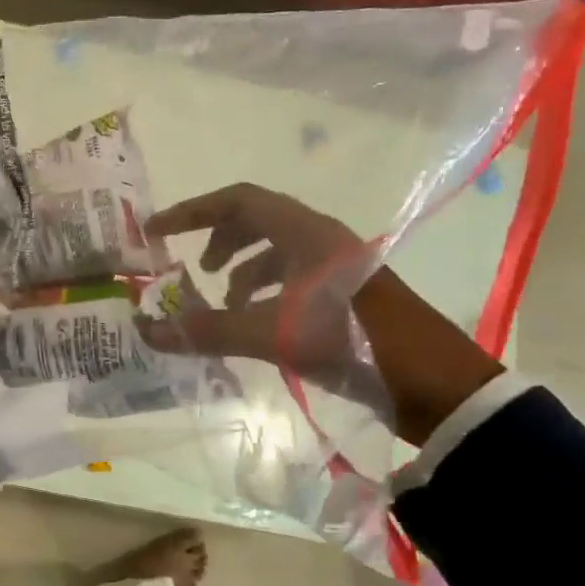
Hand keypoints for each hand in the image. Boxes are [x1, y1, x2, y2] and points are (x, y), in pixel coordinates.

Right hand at [137, 183, 502, 445]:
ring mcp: (338, 266)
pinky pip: (294, 277)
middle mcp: (321, 239)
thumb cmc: (353, 342)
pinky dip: (265, 292)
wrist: (436, 384)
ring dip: (242, 270)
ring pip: (276, 251)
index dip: (192, 212)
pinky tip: (256, 324)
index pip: (236, 201)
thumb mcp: (273, 335)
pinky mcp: (348, 294)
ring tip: (223, 303)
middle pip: (256, 221)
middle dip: (217, 240)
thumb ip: (209, 330)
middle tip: (192, 270)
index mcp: (304, 232)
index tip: (157, 232)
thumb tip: (148, 331)